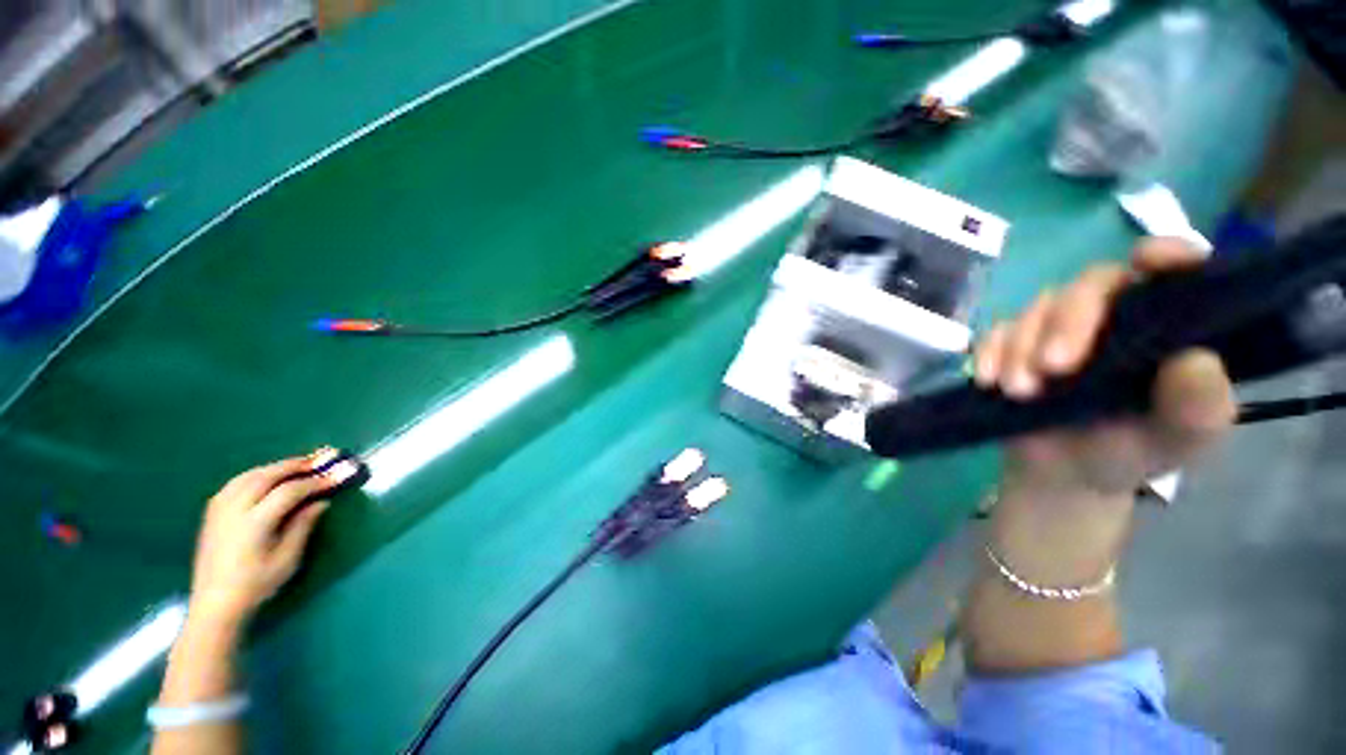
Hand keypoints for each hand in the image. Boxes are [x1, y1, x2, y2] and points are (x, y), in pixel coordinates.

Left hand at [188, 448, 353, 628]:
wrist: (215, 605)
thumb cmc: (256, 585)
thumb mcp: (287, 560)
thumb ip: (302, 527)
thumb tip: (321, 502)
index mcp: (254, 523)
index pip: (289, 491)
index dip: (314, 482)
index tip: (335, 478)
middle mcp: (234, 510)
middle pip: (266, 476)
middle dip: (294, 466)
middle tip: (318, 461)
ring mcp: (219, 510)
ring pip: (248, 476)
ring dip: (274, 468)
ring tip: (296, 466)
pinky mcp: (212, 514)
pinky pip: (235, 483)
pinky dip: (255, 475)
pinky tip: (266, 478)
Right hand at [973, 238, 1237, 497]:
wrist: (1064, 474)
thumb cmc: (1130, 453)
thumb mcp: (1175, 441)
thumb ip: (1197, 408)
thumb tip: (1195, 360)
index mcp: (1165, 326)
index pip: (1173, 272)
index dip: (1166, 254)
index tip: (1147, 262)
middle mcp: (1115, 315)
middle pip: (1092, 285)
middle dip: (1068, 323)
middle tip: (1053, 368)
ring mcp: (1059, 328)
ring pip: (1038, 307)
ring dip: (1022, 347)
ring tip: (1020, 392)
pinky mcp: (1015, 343)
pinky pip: (996, 331)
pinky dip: (990, 352)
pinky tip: (989, 380)